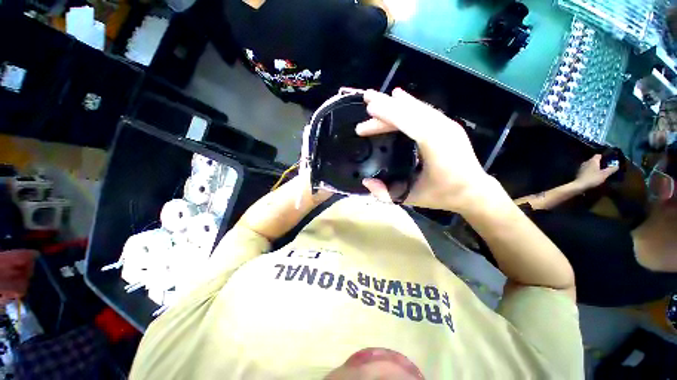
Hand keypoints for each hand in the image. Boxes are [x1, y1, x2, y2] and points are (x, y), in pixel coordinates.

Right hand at [356, 88, 492, 212]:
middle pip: (411, 112)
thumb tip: (366, 181)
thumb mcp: (411, 198)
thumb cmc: (443, 194)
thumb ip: (386, 193)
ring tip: (375, 99)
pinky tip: (398, 97)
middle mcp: (443, 129)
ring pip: (417, 108)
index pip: (409, 123)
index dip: (389, 114)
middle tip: (366, 98)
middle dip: (386, 105)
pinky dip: (409, 104)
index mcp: (436, 146)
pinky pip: (424, 110)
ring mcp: (447, 124)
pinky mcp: (447, 124)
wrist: (474, 191)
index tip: (370, 107)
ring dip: (395, 104)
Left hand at [574, 154, 617, 189]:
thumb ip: (611, 169)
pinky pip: (587, 169)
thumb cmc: (593, 178)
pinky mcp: (579, 172)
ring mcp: (581, 167)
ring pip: (590, 165)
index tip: (609, 160)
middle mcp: (586, 162)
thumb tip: (617, 165)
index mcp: (592, 160)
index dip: (604, 156)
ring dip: (596, 167)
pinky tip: (594, 175)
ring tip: (602, 171)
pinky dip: (591, 171)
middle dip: (600, 162)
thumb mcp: (604, 174)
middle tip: (607, 166)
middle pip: (594, 160)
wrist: (579, 185)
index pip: (598, 155)